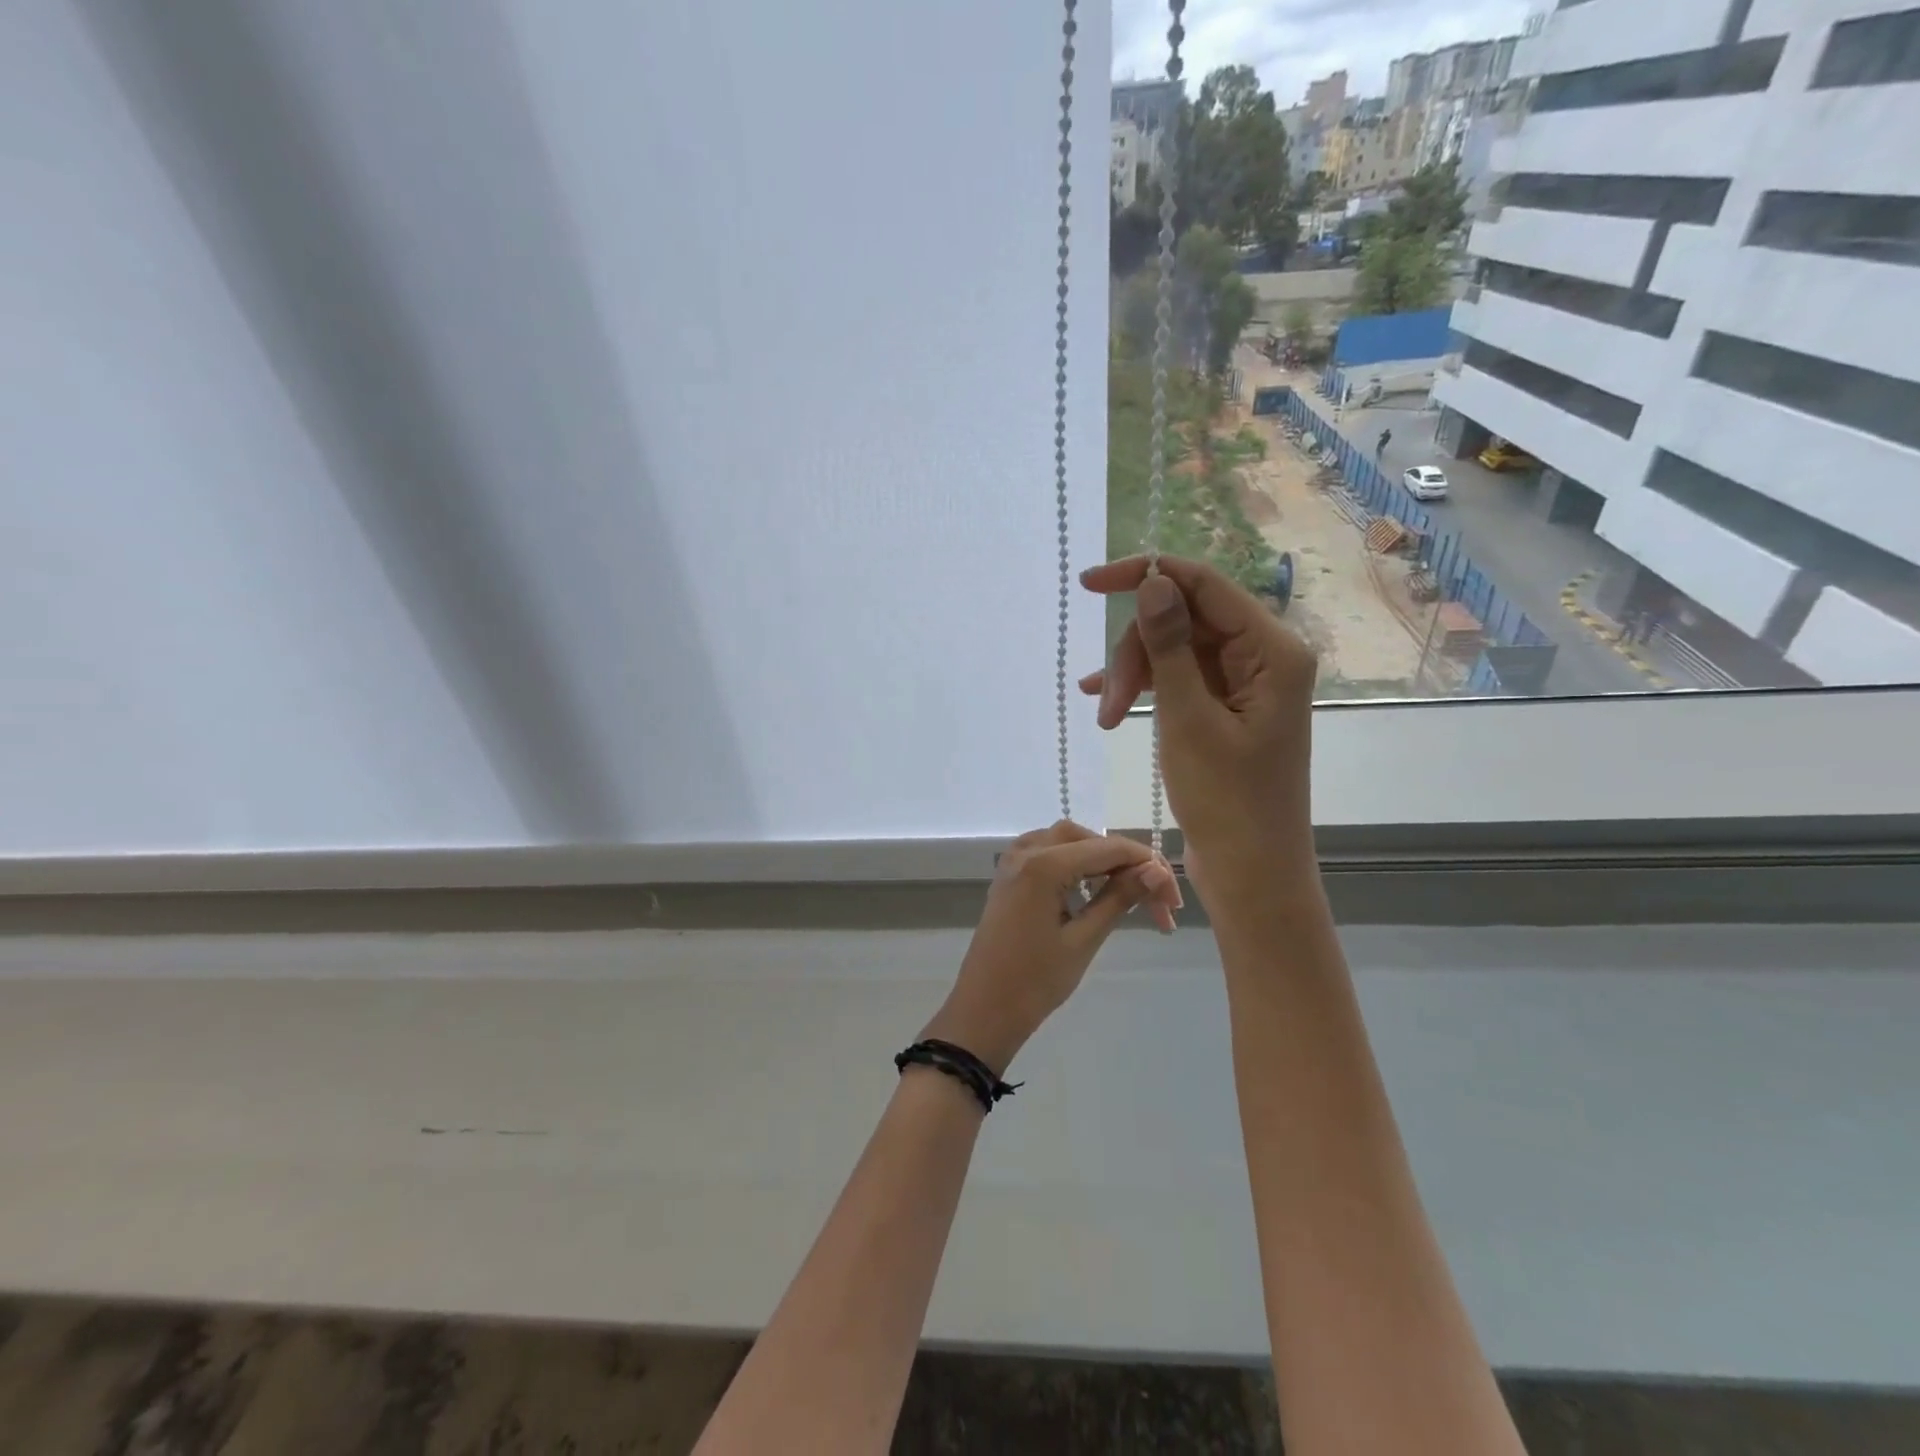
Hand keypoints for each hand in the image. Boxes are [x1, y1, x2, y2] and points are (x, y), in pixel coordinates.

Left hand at [921, 820, 1178, 1074]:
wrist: (984, 1009)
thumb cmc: (1035, 981)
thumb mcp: (1084, 939)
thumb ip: (1119, 898)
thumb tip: (1155, 871)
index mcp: (1043, 864)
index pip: (1108, 848)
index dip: (1147, 867)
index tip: (1173, 899)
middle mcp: (1026, 851)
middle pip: (1087, 838)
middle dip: (1123, 862)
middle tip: (1153, 898)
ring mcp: (1012, 861)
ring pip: (1066, 841)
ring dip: (1099, 860)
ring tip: (1127, 895)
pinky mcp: (1008, 876)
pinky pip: (1047, 853)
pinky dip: (1074, 863)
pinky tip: (1092, 891)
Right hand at [1077, 555, 1318, 904]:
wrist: (1251, 873)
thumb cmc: (1227, 802)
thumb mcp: (1188, 719)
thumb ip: (1169, 646)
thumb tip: (1152, 581)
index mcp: (1272, 650)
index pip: (1203, 585)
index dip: (1145, 575)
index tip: (1089, 583)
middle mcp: (1264, 656)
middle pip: (1185, 619)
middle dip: (1137, 651)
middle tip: (1106, 703)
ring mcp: (1245, 683)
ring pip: (1176, 650)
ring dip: (1136, 676)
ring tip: (1107, 719)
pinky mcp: (1227, 707)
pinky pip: (1180, 678)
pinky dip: (1146, 688)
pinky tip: (1109, 706)